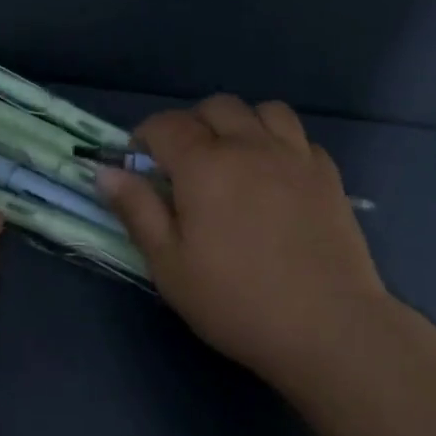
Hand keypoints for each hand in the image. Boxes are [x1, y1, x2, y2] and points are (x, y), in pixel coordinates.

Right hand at [98, 94, 396, 387]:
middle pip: (215, 108)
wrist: (328, 327)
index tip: (140, 165)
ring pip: (263, 111)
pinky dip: (279, 144)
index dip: (145, 137)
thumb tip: (106, 171)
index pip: (165, 125)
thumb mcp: (169, 264)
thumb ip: (137, 210)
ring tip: (234, 159)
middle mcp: (249, 146)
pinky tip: (275, 177)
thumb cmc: (236, 300)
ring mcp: (294, 156)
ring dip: (241, 124)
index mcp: (204, 164)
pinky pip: (298, 137)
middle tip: (185, 165)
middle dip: (191, 125)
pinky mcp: (328, 175)